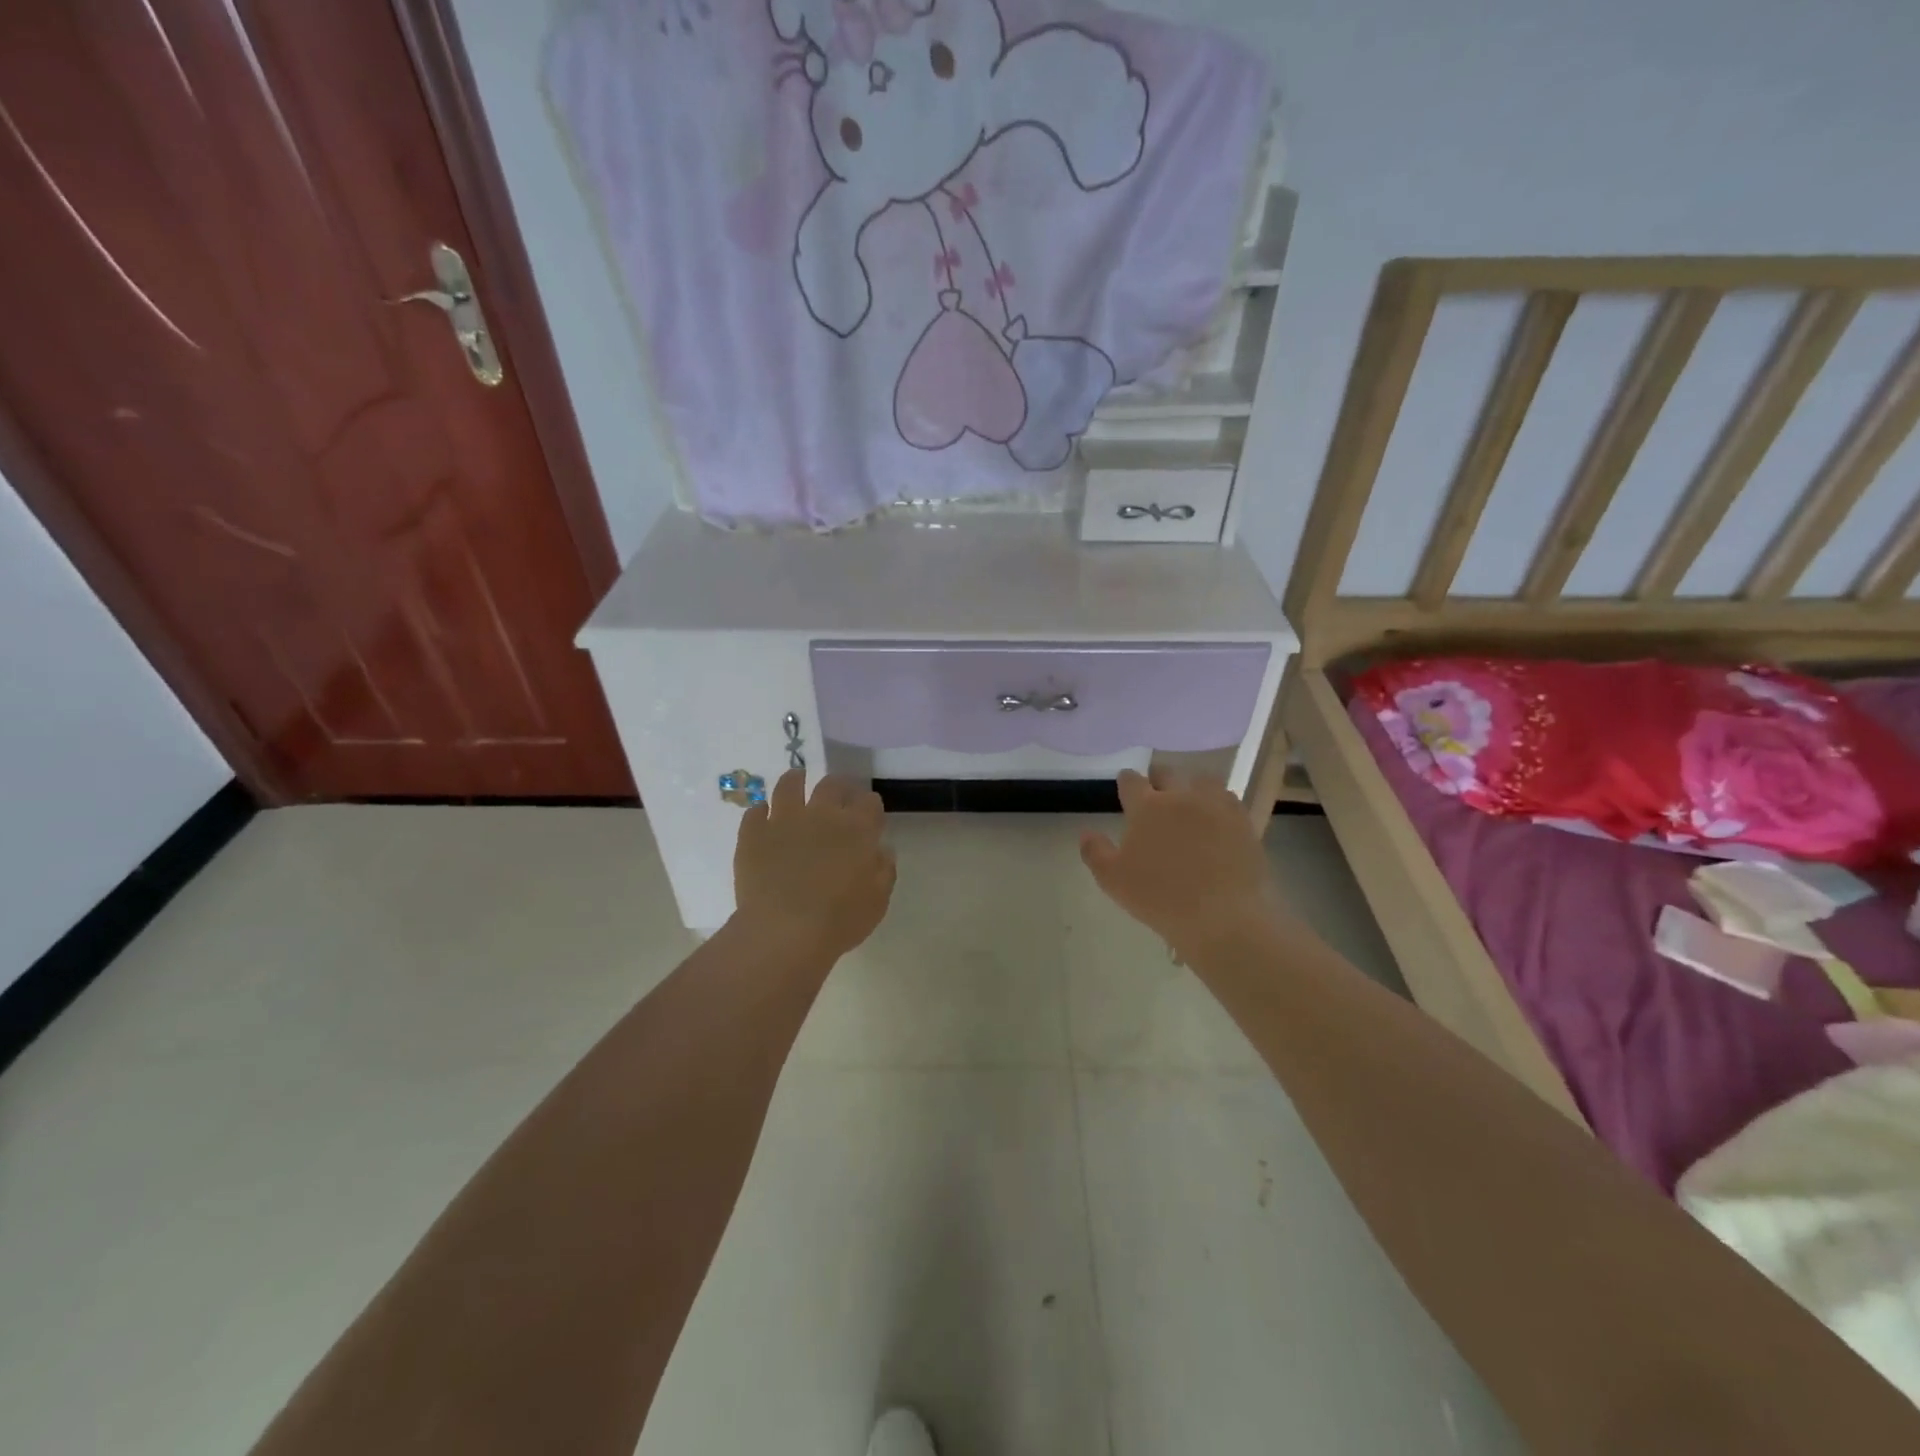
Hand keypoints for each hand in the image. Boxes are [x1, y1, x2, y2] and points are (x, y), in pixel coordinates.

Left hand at [734, 771, 895, 962]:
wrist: (784, 931)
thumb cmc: (839, 920)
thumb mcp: (877, 901)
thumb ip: (884, 871)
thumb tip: (881, 850)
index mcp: (857, 829)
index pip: (869, 802)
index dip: (870, 805)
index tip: (869, 812)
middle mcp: (822, 814)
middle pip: (832, 785)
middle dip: (839, 786)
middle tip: (838, 794)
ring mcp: (784, 820)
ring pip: (789, 785)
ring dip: (796, 780)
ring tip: (796, 780)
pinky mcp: (753, 833)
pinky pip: (755, 811)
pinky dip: (761, 811)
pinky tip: (763, 816)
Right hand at [1079, 767, 1275, 960]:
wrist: (1222, 916)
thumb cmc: (1160, 898)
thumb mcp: (1113, 880)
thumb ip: (1095, 852)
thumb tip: (1085, 833)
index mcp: (1147, 806)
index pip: (1131, 781)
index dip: (1126, 781)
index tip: (1125, 785)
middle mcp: (1181, 796)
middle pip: (1168, 773)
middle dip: (1159, 778)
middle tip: (1156, 790)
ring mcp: (1216, 807)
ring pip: (1202, 781)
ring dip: (1192, 786)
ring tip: (1190, 800)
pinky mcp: (1243, 822)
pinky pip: (1229, 801)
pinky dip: (1218, 804)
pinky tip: (1217, 818)